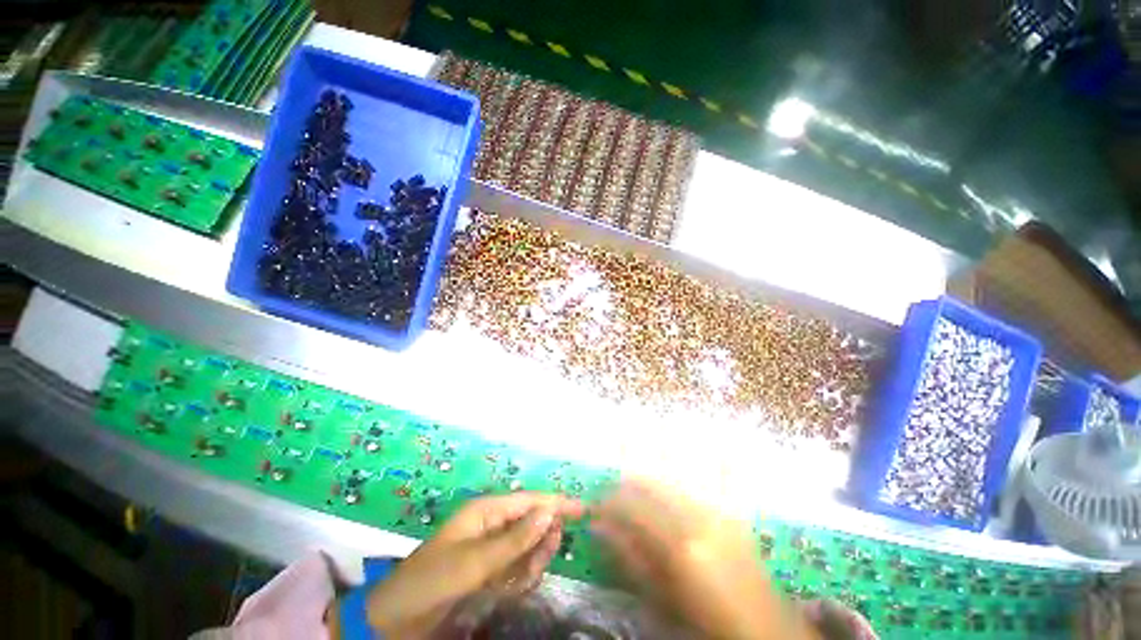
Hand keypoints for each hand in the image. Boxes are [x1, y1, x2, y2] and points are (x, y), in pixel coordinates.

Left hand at [353, 492, 582, 638]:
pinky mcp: (489, 569)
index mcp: (487, 511)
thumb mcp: (475, 561)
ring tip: (517, 580)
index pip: (530, 500)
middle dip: (540, 542)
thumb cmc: (434, 579)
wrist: (398, 618)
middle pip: (531, 523)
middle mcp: (492, 524)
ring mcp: (491, 547)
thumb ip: (514, 539)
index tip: (582, 509)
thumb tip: (549, 513)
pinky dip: (520, 578)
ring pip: (527, 548)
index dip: (556, 503)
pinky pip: (516, 567)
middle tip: (536, 564)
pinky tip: (510, 587)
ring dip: (529, 563)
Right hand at [593, 479, 816, 639]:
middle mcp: (699, 516)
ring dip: (647, 480)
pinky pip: (698, 482)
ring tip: (635, 491)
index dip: (608, 503)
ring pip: (671, 477)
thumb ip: (629, 556)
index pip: (632, 506)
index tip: (594, 506)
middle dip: (626, 487)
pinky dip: (676, 481)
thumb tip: (599, 525)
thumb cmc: (706, 620)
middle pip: (651, 483)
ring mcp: (719, 508)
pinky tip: (671, 486)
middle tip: (612, 497)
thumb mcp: (661, 597)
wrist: (764, 628)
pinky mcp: (730, 509)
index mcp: (680, 544)